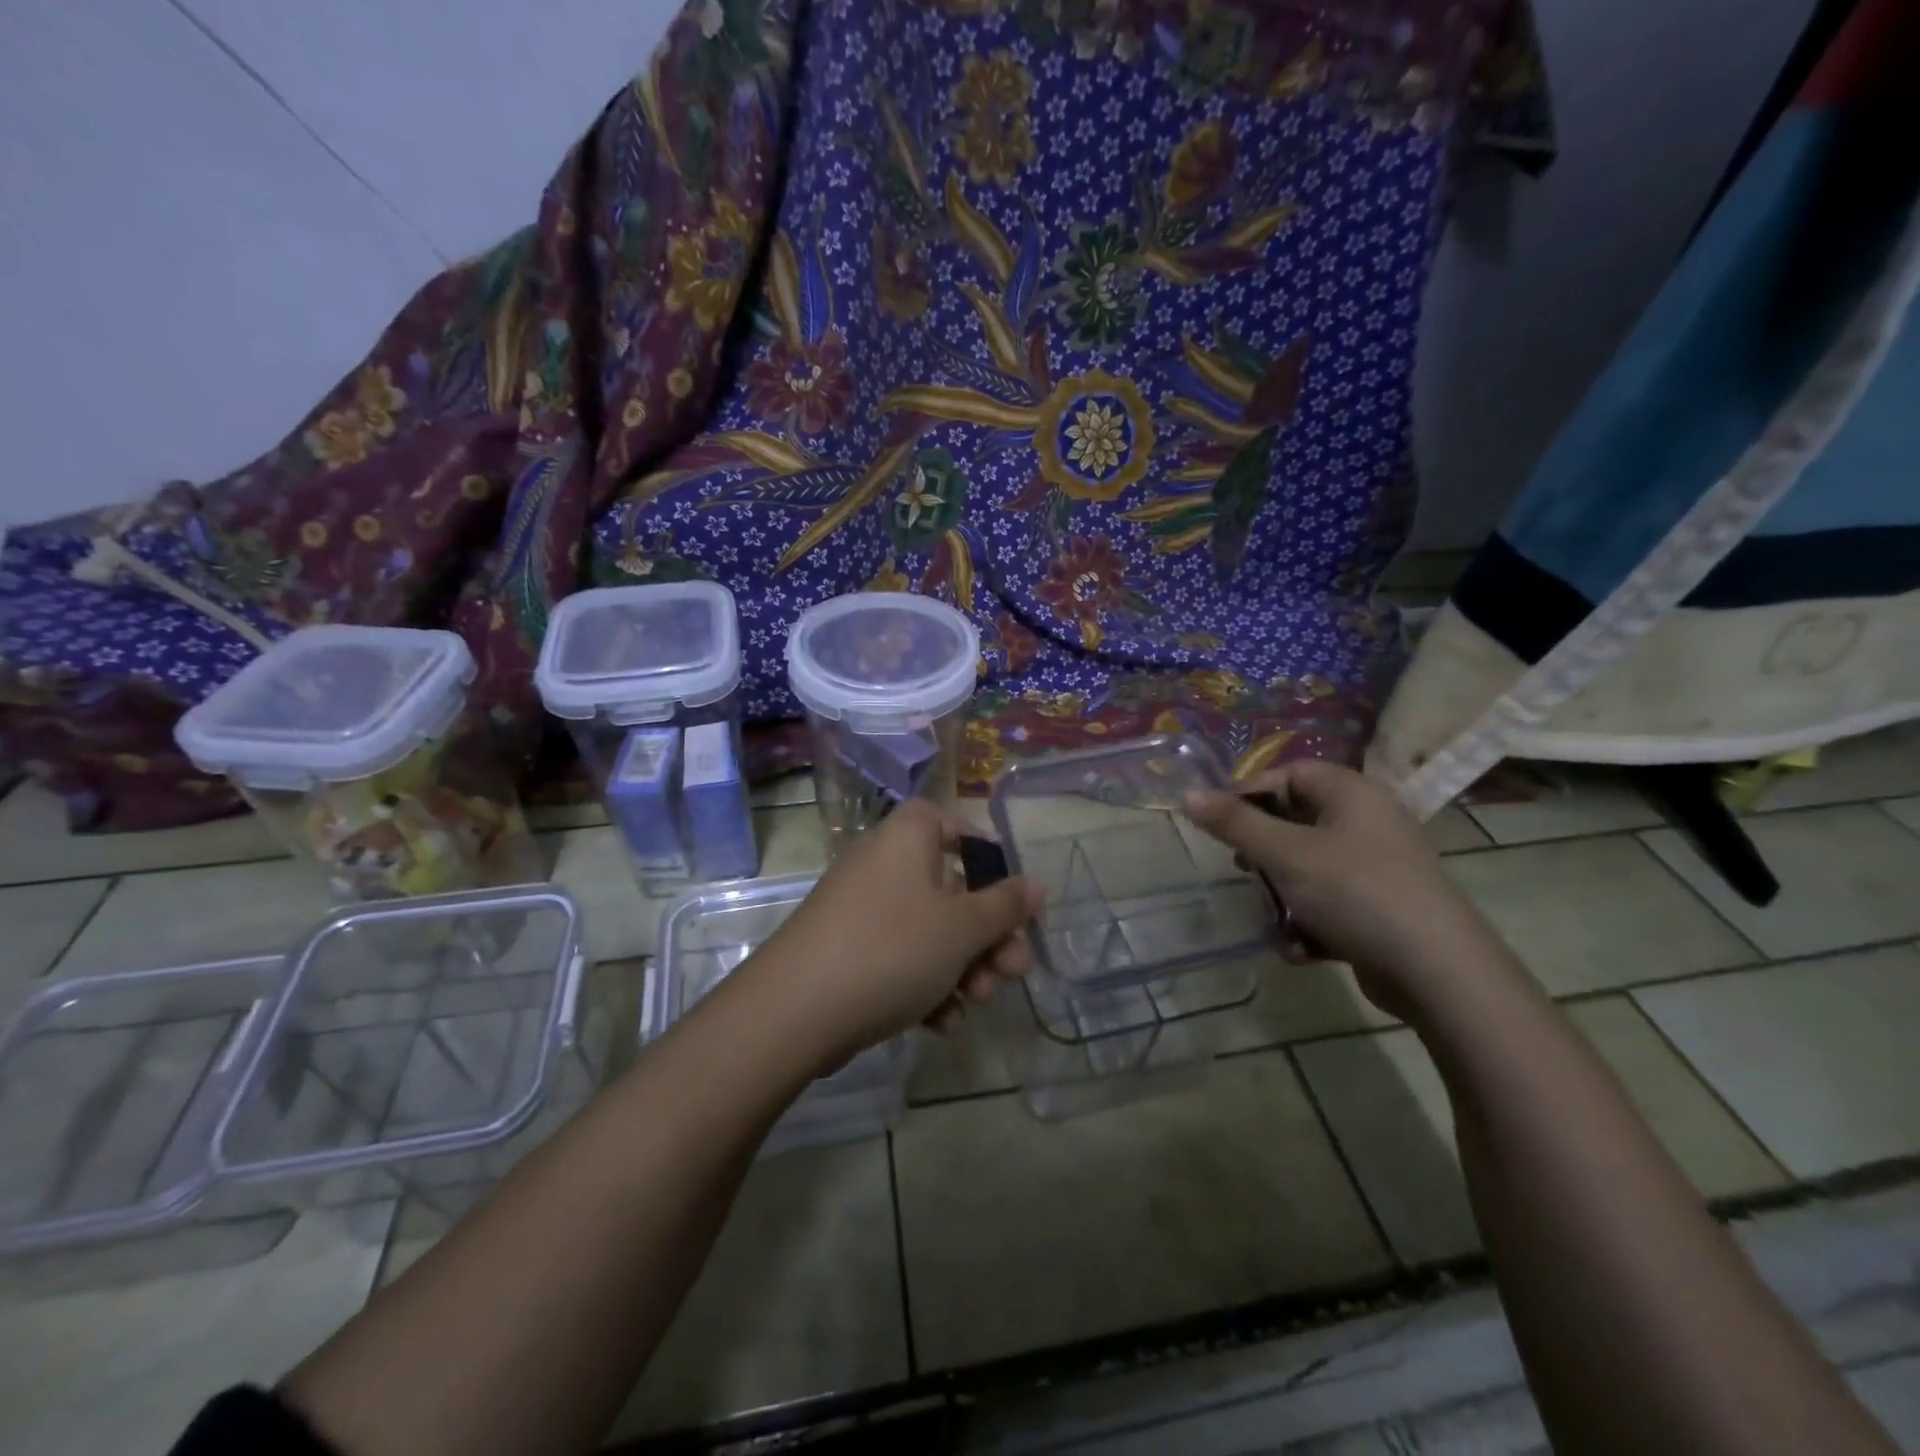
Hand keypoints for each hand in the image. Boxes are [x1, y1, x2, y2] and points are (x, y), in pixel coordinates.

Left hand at [740, 799, 1044, 1068]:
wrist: (796, 1010)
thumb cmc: (892, 948)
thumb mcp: (962, 927)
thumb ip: (1005, 906)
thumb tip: (1037, 885)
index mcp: (906, 838)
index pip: (948, 823)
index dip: (982, 852)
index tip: (1009, 893)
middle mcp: (882, 865)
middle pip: (948, 888)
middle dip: (986, 935)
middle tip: (1014, 971)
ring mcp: (861, 910)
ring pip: (928, 930)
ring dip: (962, 967)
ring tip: (977, 1003)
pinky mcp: (847, 951)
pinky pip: (899, 957)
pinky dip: (925, 985)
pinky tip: (942, 1023)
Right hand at [1183, 761, 1502, 1019]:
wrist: (1436, 971)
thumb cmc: (1354, 892)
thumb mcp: (1284, 853)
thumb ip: (1234, 823)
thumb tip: (1188, 795)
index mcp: (1351, 793)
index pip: (1289, 773)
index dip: (1249, 793)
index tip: (1220, 825)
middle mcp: (1367, 822)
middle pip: (1295, 821)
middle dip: (1264, 854)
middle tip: (1244, 871)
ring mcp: (1377, 866)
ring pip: (1307, 867)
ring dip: (1283, 896)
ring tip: (1277, 921)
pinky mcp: (1381, 907)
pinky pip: (1329, 901)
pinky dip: (1310, 921)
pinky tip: (1304, 949)